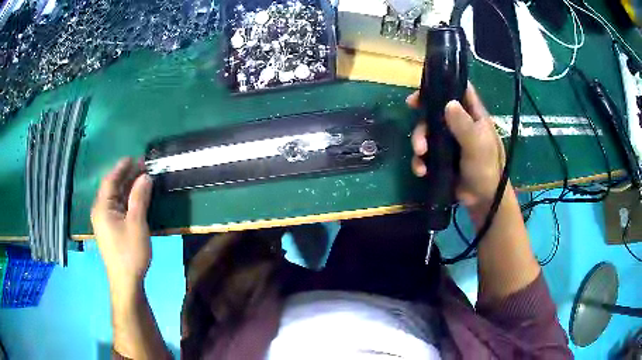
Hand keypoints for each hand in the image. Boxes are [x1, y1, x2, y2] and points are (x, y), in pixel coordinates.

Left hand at [91, 158, 153, 295]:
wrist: (126, 282)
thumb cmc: (130, 252)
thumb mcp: (137, 223)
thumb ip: (139, 198)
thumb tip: (145, 176)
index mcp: (102, 207)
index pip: (110, 180)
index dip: (122, 167)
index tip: (136, 157)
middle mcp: (100, 211)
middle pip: (112, 187)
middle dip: (127, 175)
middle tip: (143, 166)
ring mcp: (104, 220)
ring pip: (116, 197)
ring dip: (128, 187)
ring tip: (143, 177)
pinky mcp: (110, 228)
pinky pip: (118, 207)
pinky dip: (127, 199)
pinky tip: (137, 196)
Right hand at [408, 84, 504, 210]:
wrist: (482, 200)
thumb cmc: (486, 169)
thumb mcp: (478, 145)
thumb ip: (464, 124)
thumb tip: (449, 103)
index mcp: (473, 116)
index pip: (459, 91)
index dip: (442, 85)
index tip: (422, 91)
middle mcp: (460, 124)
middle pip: (435, 111)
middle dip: (424, 120)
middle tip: (415, 120)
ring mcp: (449, 142)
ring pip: (427, 132)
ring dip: (419, 142)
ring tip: (420, 155)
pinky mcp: (441, 158)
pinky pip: (425, 153)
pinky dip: (420, 161)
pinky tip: (421, 170)